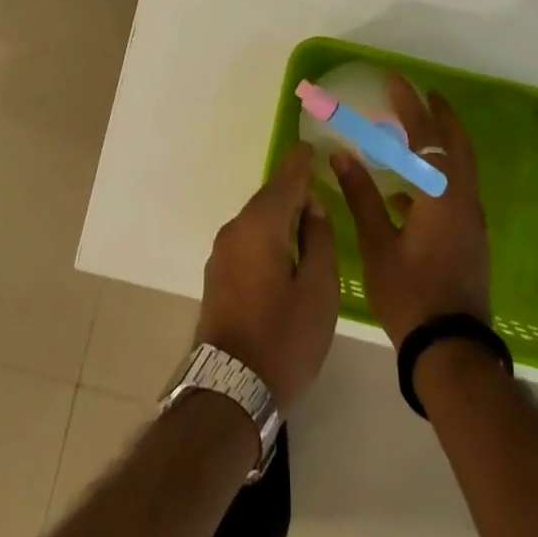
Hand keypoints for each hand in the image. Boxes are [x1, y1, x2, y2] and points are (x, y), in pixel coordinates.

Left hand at [195, 143, 339, 408]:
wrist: (230, 390)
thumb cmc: (284, 339)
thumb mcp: (319, 291)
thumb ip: (319, 240)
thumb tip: (312, 207)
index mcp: (261, 225)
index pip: (285, 180)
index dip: (301, 162)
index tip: (312, 145)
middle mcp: (236, 229)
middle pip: (269, 198)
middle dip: (293, 190)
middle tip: (319, 184)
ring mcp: (222, 252)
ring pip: (257, 220)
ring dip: (280, 215)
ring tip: (308, 219)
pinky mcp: (217, 274)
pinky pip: (248, 239)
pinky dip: (268, 235)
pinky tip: (285, 249)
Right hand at [334, 73, 490, 346]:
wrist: (451, 352)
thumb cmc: (410, 295)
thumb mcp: (378, 245)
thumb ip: (361, 196)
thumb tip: (342, 155)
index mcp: (441, 197)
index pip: (427, 137)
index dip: (410, 106)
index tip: (396, 81)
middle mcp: (463, 202)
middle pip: (456, 146)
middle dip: (441, 117)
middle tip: (424, 94)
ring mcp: (471, 222)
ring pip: (458, 169)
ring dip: (440, 145)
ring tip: (414, 133)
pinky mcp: (470, 240)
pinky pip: (454, 192)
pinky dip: (436, 177)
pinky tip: (407, 191)